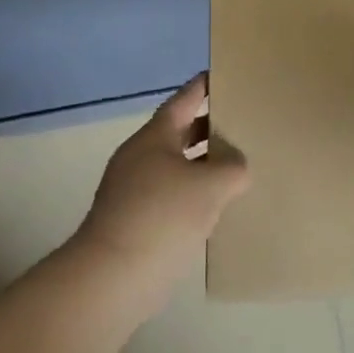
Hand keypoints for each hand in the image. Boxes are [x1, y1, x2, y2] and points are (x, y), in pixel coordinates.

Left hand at [72, 75, 249, 320]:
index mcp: (155, 137)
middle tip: (241, 121)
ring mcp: (134, 190)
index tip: (222, 75)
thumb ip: (233, 167)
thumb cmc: (162, 216)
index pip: (183, 100)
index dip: (203, 87)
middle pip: (179, 132)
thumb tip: (236, 167)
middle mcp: (141, 157)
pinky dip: (194, 194)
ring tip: (237, 165)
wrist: (112, 277)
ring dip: (203, 165)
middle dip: (209, 127)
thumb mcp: (211, 185)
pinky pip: (171, 195)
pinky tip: (217, 207)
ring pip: (176, 166)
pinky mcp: (135, 221)